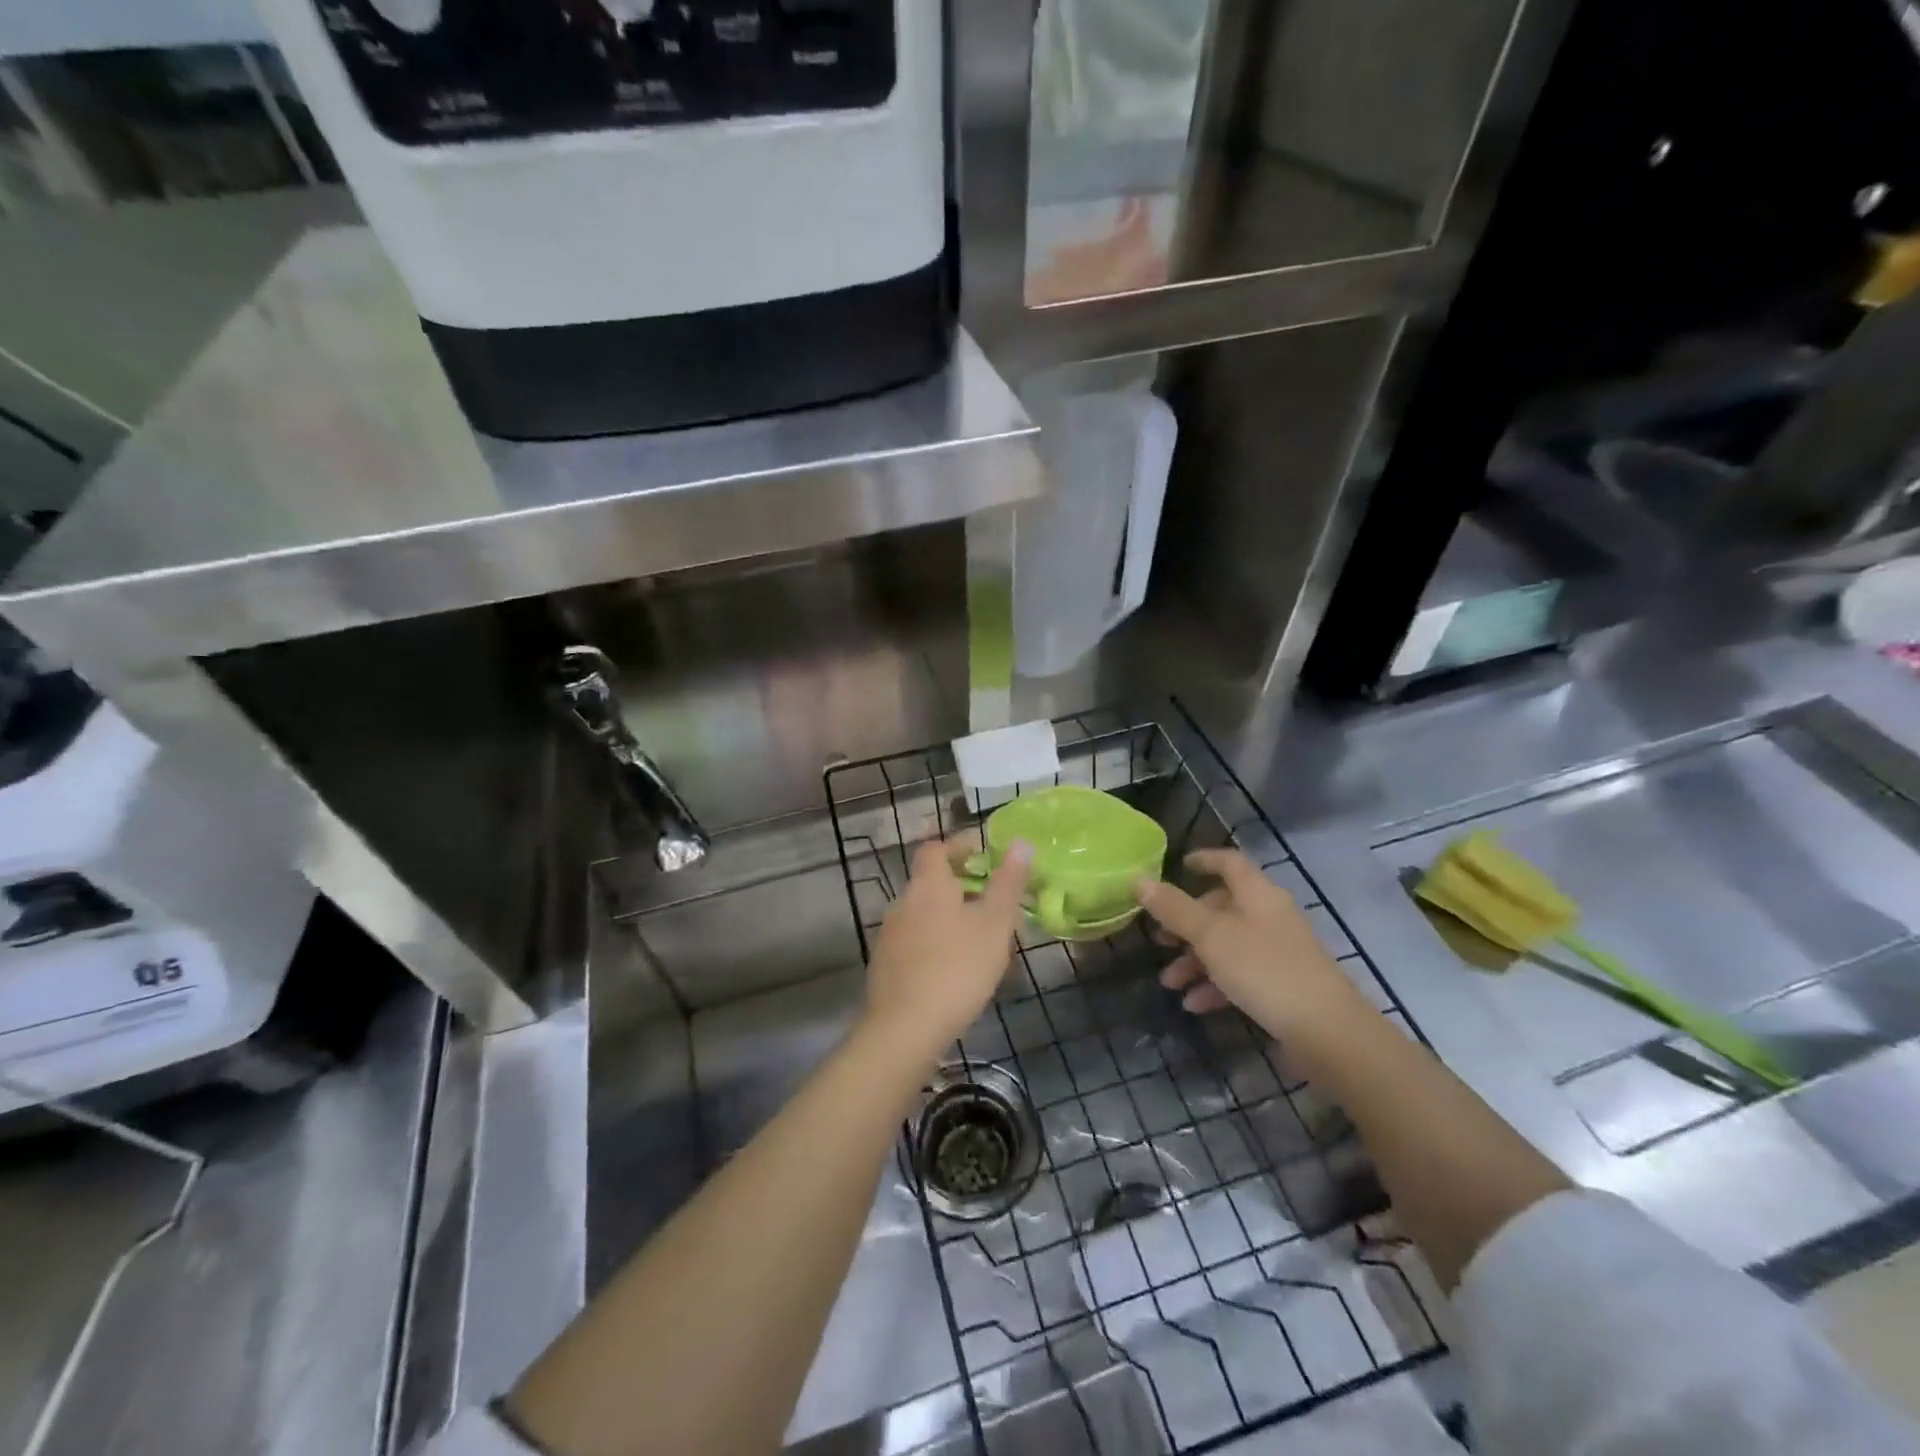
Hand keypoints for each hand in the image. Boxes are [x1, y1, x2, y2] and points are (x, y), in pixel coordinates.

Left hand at [862, 838, 1030, 1062]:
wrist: (905, 1028)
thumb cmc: (957, 968)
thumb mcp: (994, 924)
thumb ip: (1007, 883)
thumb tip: (1020, 842)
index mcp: (927, 886)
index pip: (935, 849)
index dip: (957, 846)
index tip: (982, 855)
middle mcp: (902, 903)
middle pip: (929, 882)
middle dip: (958, 886)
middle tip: (991, 903)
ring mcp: (889, 936)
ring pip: (922, 914)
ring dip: (947, 917)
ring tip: (979, 939)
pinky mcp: (884, 966)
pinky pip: (914, 942)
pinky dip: (934, 943)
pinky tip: (953, 969)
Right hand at [1137, 849, 1371, 1041]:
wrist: (1327, 1032)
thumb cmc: (1264, 970)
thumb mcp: (1211, 936)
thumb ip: (1174, 908)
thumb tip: (1139, 879)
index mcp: (1257, 894)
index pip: (1229, 863)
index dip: (1203, 860)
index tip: (1178, 866)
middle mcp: (1270, 916)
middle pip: (1223, 907)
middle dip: (1186, 924)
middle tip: (1159, 939)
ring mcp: (1279, 952)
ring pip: (1228, 945)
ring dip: (1196, 960)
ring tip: (1169, 982)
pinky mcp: (1283, 985)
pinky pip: (1241, 975)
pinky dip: (1216, 985)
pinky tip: (1195, 1005)